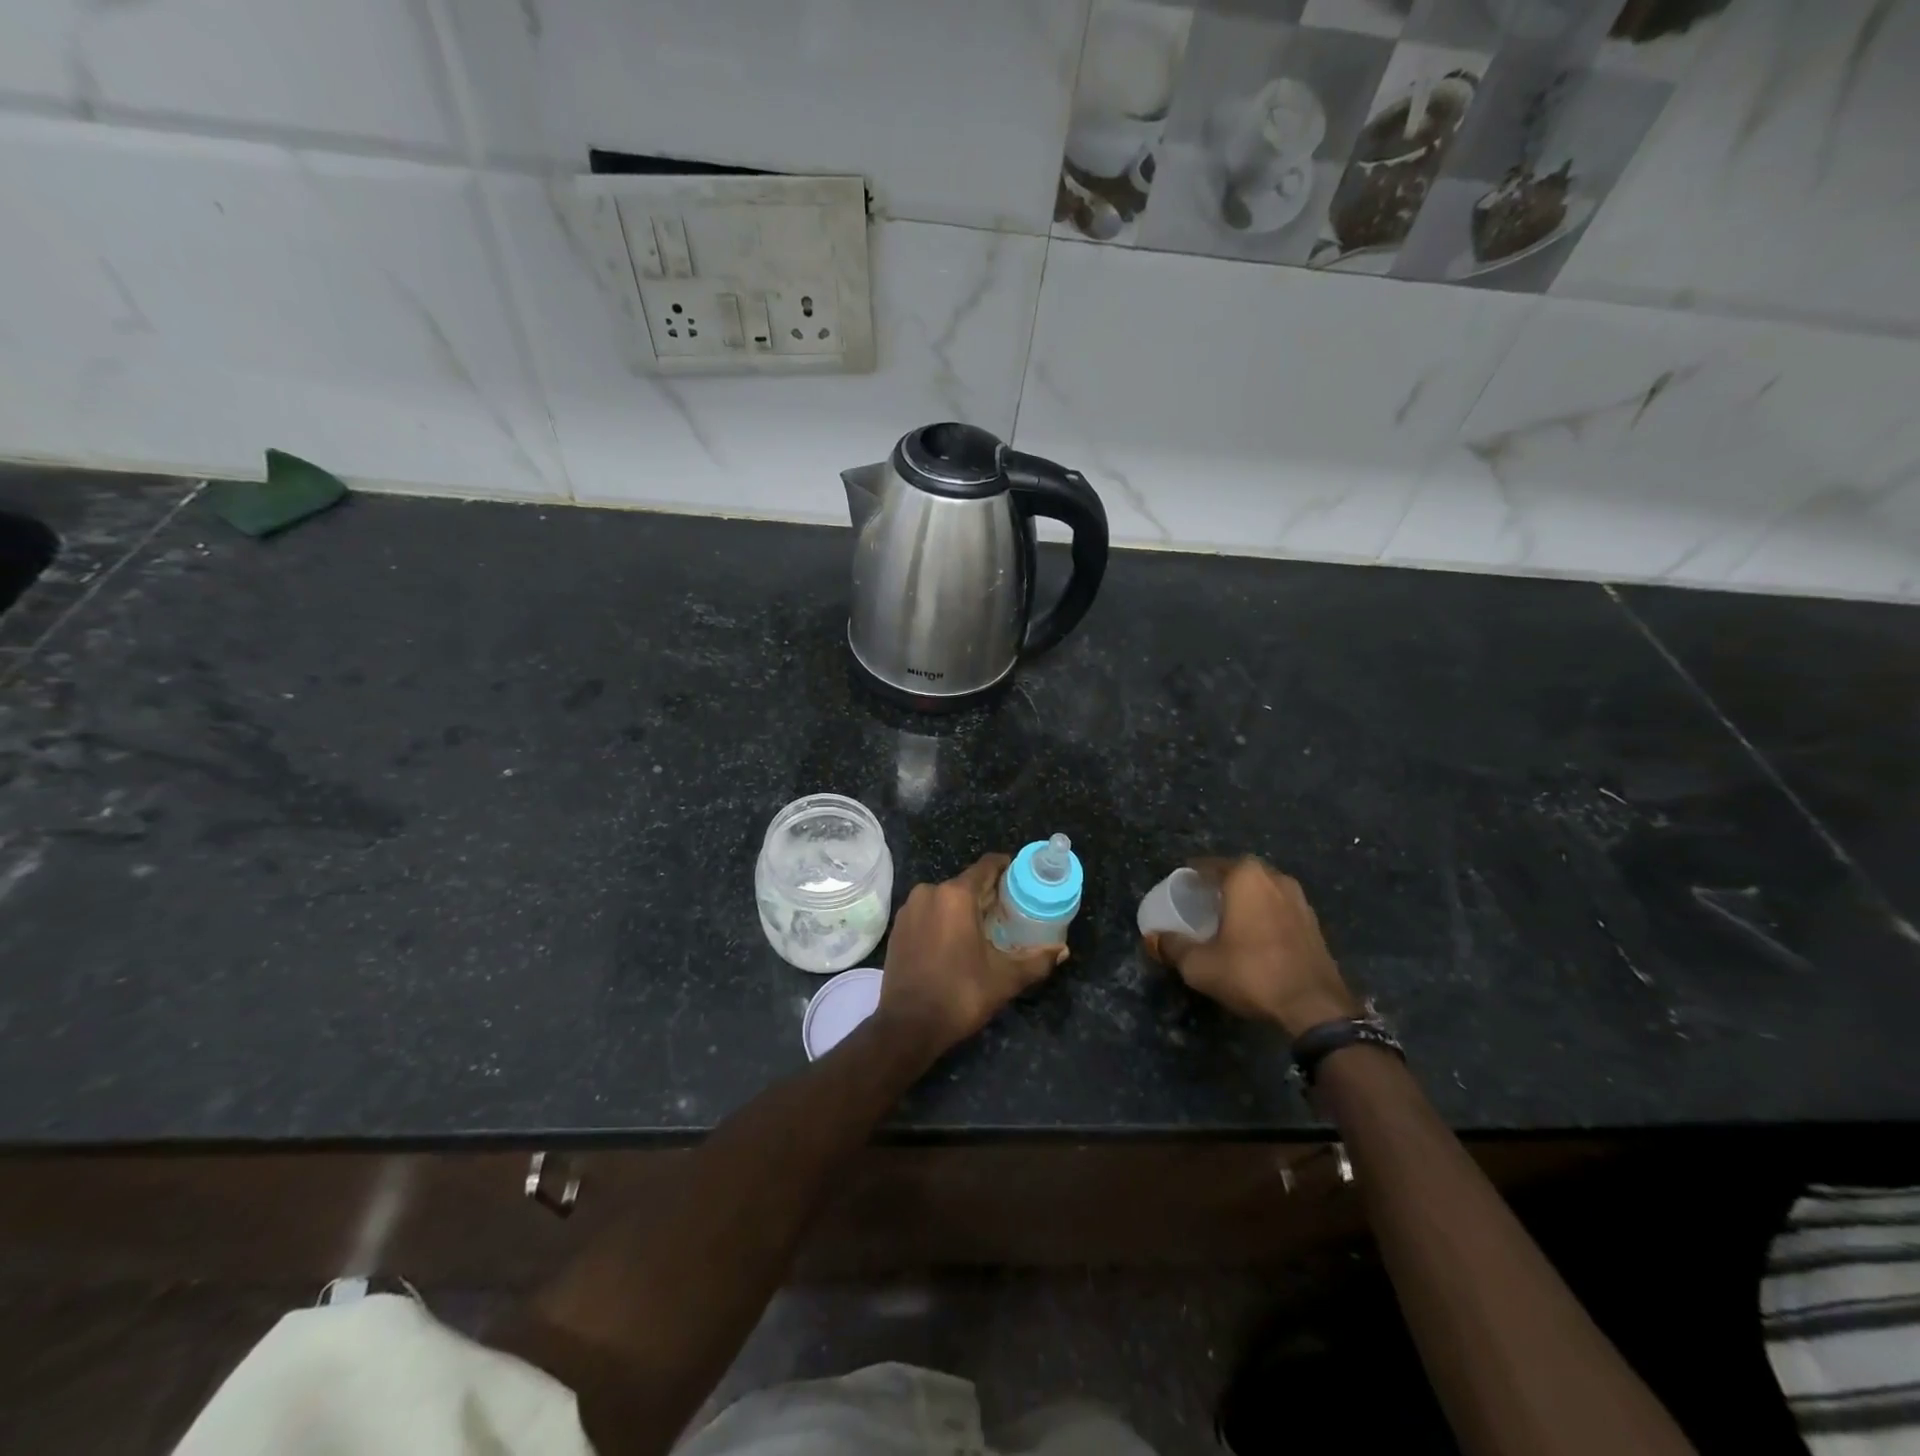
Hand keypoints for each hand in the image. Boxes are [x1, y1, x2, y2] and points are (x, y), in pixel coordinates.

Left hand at [877, 854, 1064, 1058]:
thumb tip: (1062, 950)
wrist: (907, 1025)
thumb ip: (1037, 961)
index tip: (1022, 879)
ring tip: (985, 928)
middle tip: (1010, 911)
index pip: (987, 865)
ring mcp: (910, 909)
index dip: (1007, 868)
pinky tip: (956, 941)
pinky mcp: (898, 927)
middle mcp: (930, 892)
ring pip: (946, 898)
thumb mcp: (1005, 979)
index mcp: (956, 895)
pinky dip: (944, 919)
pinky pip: (928, 912)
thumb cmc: (960, 995)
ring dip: (965, 907)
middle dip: (989, 893)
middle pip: (967, 882)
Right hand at [1144, 857, 1358, 1036]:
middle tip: (1200, 902)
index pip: (1208, 865)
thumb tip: (1154, 938)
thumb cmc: (1252, 973)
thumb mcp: (1200, 964)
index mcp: (1245, 877)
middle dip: (1218, 884)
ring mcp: (1299, 899)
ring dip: (1244, 898)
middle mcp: (1274, 878)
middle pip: (1237, 873)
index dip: (1190, 877)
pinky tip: (1254, 936)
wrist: (1315, 1007)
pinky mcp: (1314, 922)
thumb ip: (1173, 946)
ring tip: (1227, 918)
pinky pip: (1279, 907)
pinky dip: (1264, 914)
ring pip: (1262, 889)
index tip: (1178, 891)